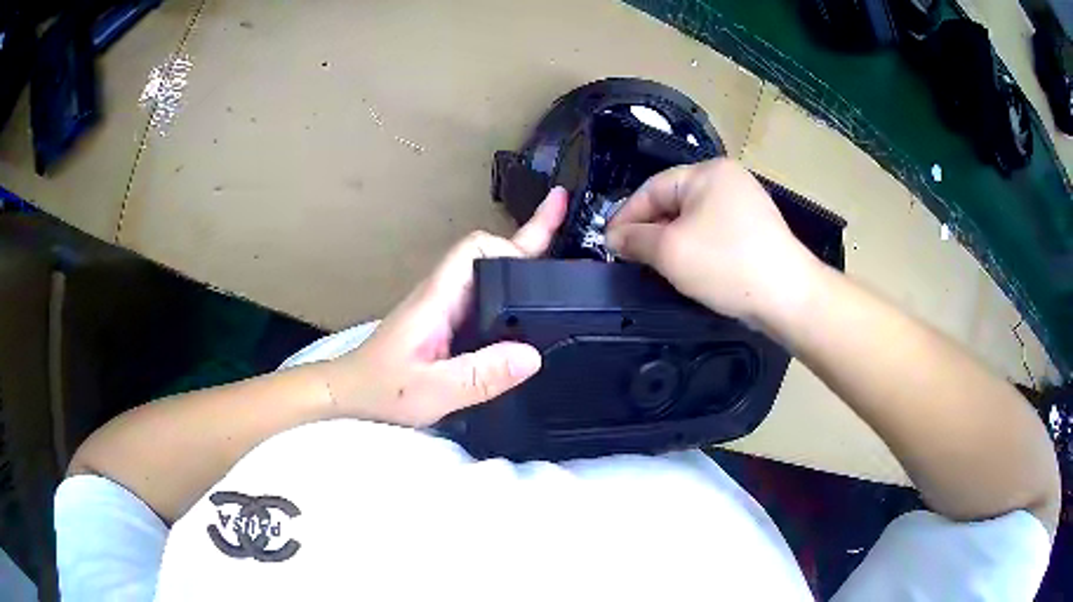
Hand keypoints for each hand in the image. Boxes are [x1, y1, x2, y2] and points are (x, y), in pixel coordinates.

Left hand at [319, 188, 568, 426]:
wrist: (351, 391)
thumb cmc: (383, 390)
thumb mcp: (434, 391)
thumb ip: (480, 375)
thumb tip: (532, 355)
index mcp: (439, 298)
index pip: (477, 249)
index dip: (511, 247)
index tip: (543, 262)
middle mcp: (444, 293)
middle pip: (489, 251)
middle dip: (529, 234)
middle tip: (564, 210)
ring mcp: (444, 305)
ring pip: (489, 271)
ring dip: (523, 258)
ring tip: (561, 246)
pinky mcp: (446, 321)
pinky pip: (485, 295)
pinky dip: (513, 289)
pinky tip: (531, 299)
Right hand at [606, 159, 820, 325]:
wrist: (788, 296)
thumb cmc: (726, 264)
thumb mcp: (671, 251)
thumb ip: (635, 240)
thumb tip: (614, 238)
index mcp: (707, 172)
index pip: (652, 188)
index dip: (626, 215)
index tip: (607, 243)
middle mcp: (727, 180)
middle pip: (673, 201)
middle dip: (649, 229)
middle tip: (628, 258)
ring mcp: (745, 205)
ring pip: (692, 219)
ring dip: (669, 241)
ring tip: (652, 266)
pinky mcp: (755, 230)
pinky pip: (713, 232)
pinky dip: (694, 248)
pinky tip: (685, 268)